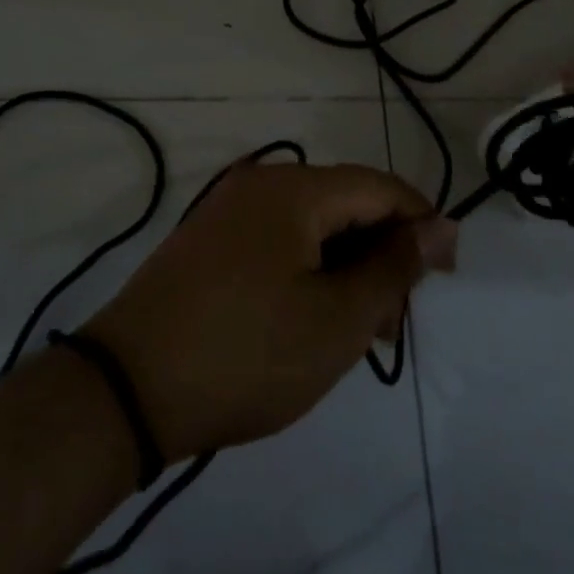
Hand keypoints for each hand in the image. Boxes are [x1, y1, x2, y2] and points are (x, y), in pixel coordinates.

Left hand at [85, 163, 457, 462]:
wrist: (127, 389)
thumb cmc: (247, 353)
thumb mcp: (337, 319)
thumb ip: (395, 268)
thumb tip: (440, 226)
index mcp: (294, 188)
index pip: (379, 187)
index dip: (420, 225)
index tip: (445, 276)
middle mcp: (260, 184)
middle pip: (344, 204)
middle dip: (379, 255)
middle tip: (393, 321)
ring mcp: (228, 211)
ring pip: (311, 226)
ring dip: (344, 268)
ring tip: (357, 331)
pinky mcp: (208, 241)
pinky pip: (277, 241)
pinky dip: (307, 271)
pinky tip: (310, 318)